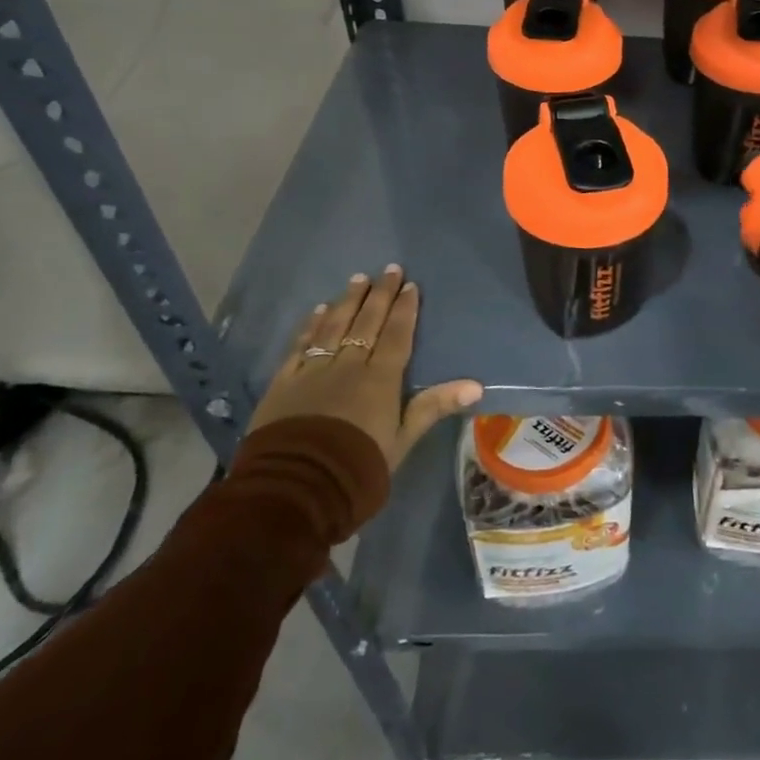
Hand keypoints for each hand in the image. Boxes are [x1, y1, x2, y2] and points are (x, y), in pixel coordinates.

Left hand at [250, 266, 482, 469]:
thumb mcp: (402, 440)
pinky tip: (318, 310)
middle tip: (388, 269)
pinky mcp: (284, 383)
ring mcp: (313, 371)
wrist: (295, 489)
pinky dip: (310, 325)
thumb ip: (434, 407)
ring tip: (357, 279)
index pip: (395, 335)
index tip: (409, 285)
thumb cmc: (357, 467)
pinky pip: (300, 345)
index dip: (404, 309)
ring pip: (333, 326)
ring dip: (347, 301)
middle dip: (379, 294)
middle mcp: (347, 365)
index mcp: (380, 379)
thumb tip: (476, 385)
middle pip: (366, 323)